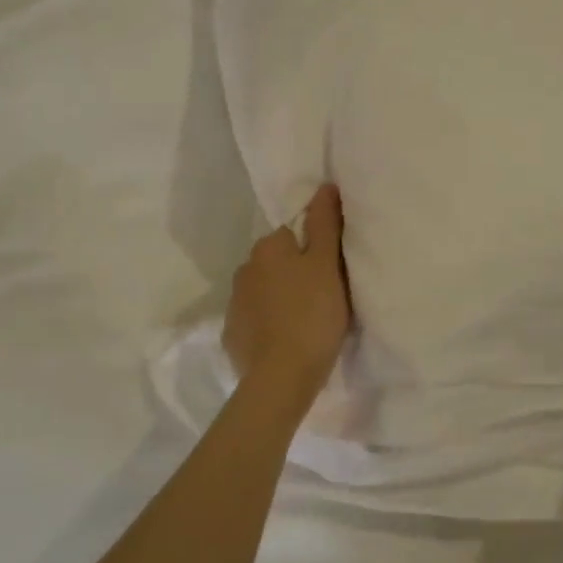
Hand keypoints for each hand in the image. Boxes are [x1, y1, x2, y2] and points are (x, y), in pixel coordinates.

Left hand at [223, 184, 351, 391]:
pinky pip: (255, 320)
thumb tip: (324, 185)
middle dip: (294, 273)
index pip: (291, 234)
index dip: (314, 251)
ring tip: (306, 321)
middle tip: (323, 297)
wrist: (281, 377)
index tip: (331, 271)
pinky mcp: (232, 335)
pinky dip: (268, 325)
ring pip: (264, 291)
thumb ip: (325, 224)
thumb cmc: (312, 314)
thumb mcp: (328, 265)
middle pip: (275, 263)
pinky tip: (286, 340)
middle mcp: (244, 269)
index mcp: (267, 248)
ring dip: (280, 298)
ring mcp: (234, 304)